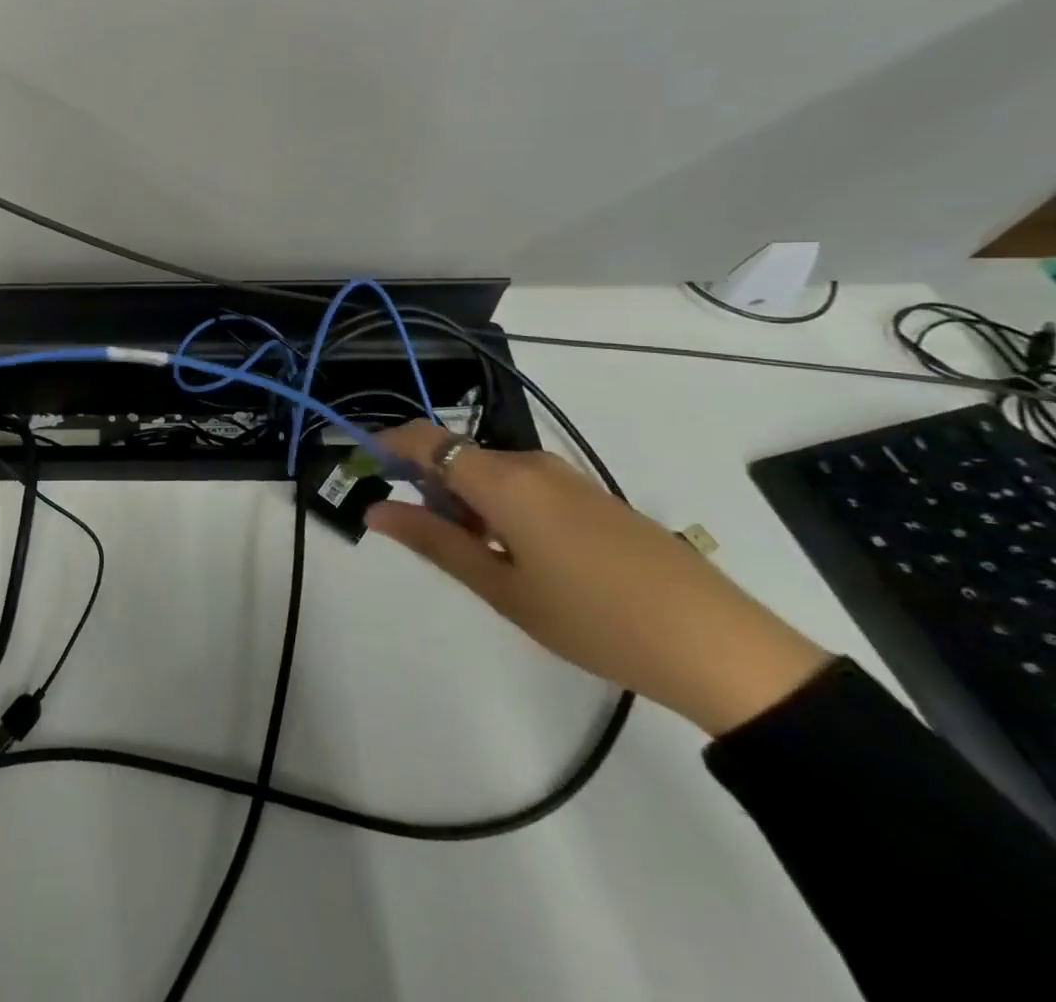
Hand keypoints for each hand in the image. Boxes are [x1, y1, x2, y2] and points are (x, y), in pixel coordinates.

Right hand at [366, 424, 829, 735]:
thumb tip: (375, 509)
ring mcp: (569, 478)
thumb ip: (434, 541)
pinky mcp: (594, 497)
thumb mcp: (501, 587)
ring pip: (493, 473)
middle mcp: (533, 464)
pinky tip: (527, 560)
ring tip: (486, 563)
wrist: (719, 646)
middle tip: (433, 545)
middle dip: (431, 488)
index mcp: (503, 480)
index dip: (388, 445)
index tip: (365, 469)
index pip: (426, 438)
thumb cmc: (592, 618)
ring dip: (469, 503)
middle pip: (459, 457)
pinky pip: (527, 486)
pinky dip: (503, 509)